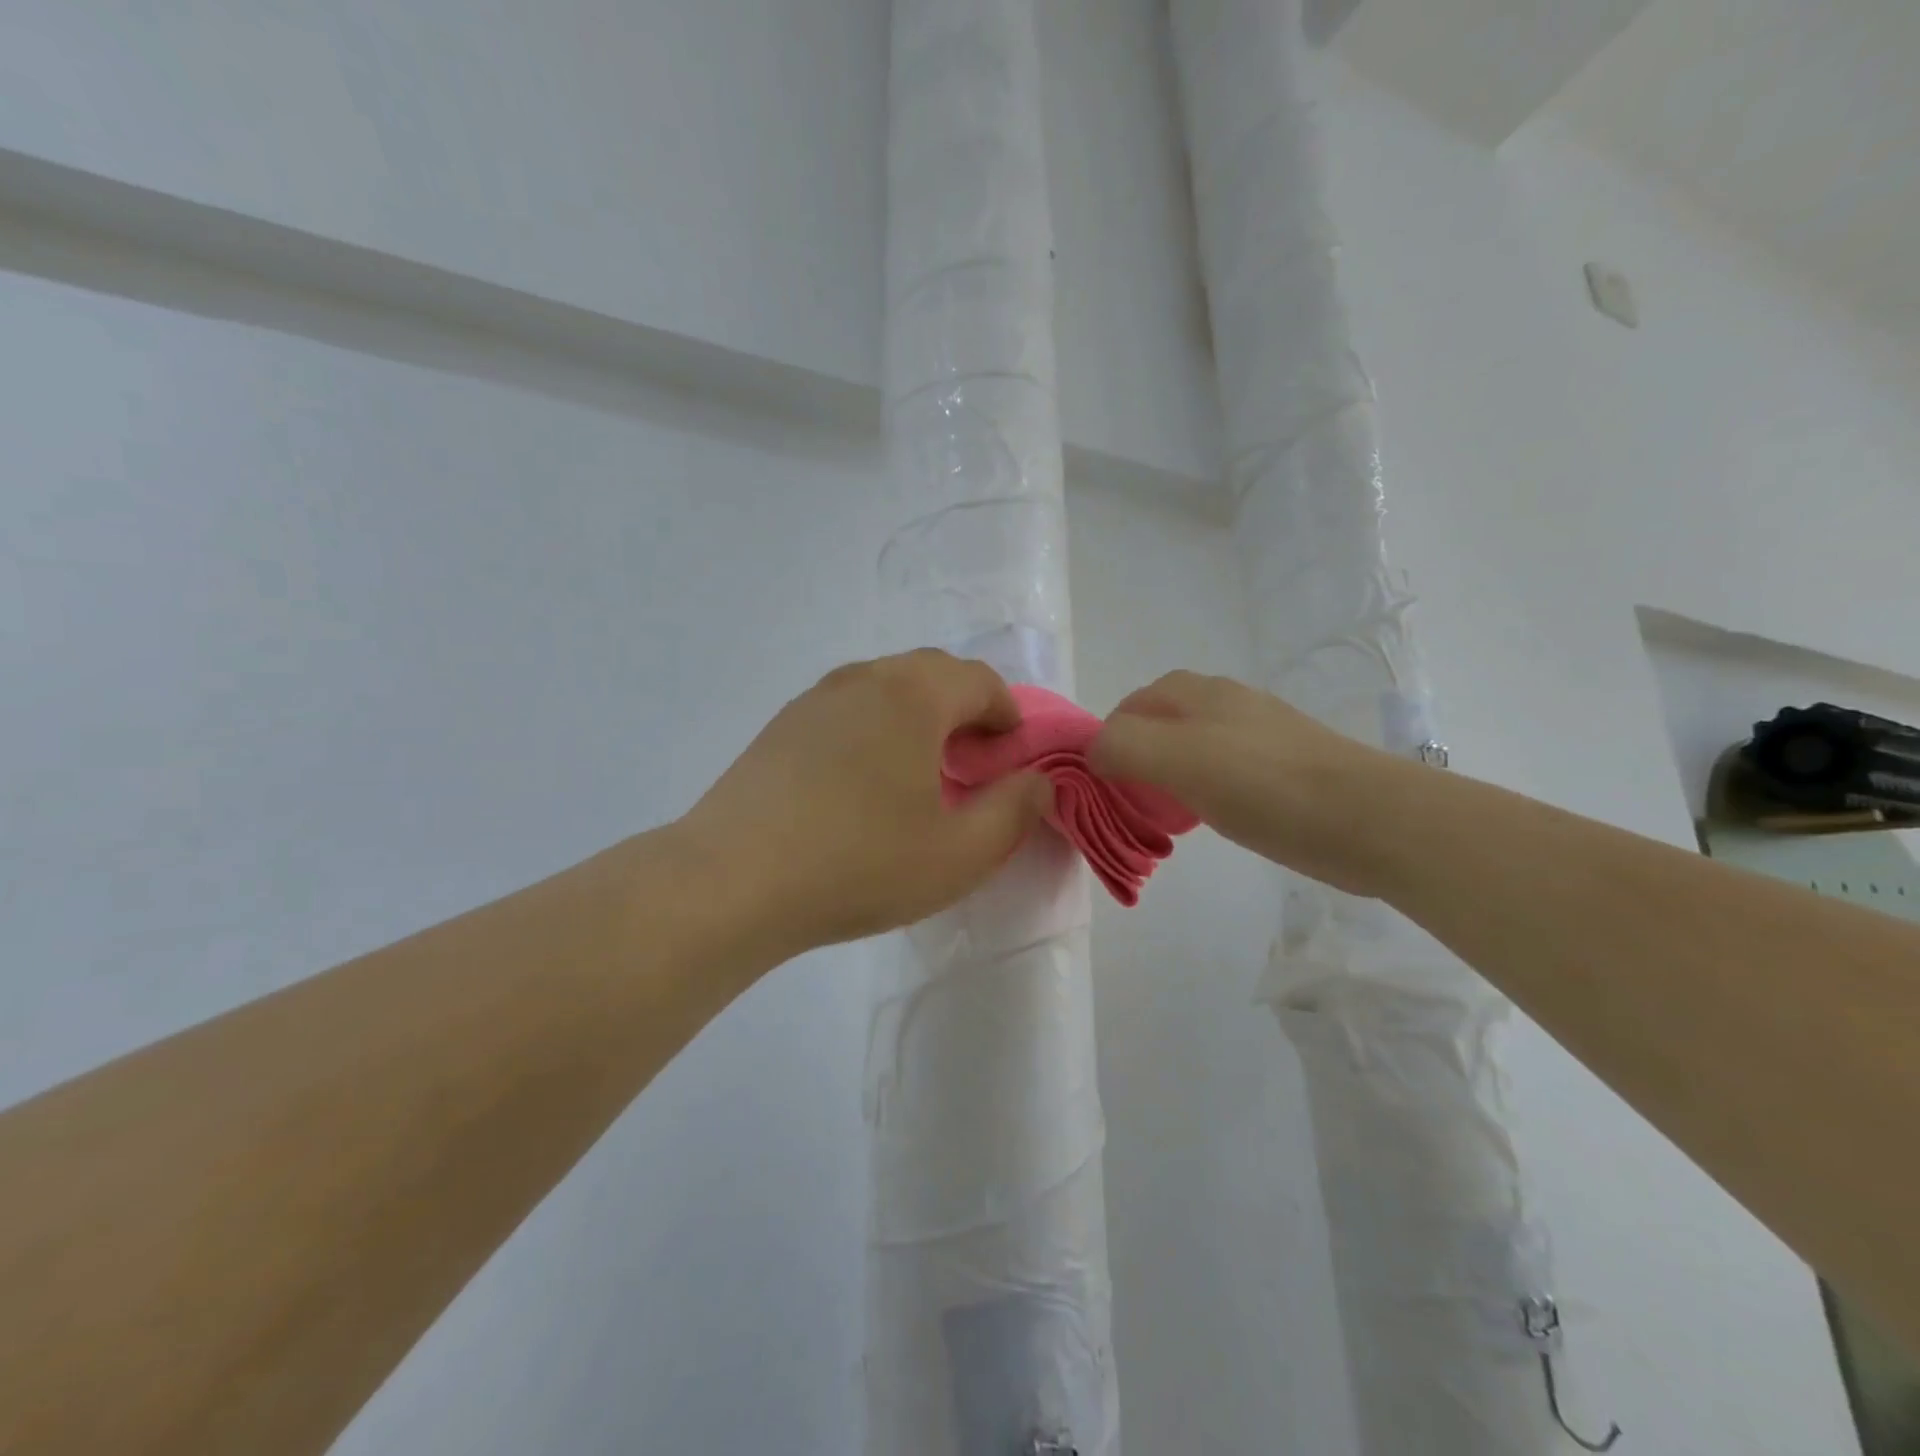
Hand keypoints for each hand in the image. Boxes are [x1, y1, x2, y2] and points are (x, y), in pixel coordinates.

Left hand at [675, 650, 1052, 956]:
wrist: (731, 881)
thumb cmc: (859, 864)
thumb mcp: (959, 854)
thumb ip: (1015, 811)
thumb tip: (1037, 781)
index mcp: (914, 695)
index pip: (979, 680)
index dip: (1007, 714)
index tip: (1010, 756)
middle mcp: (864, 679)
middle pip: (932, 673)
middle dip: (964, 709)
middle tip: (971, 764)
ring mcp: (815, 698)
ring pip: (885, 687)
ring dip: (917, 716)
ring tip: (918, 772)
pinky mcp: (781, 726)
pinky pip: (847, 709)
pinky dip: (874, 728)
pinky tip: (861, 784)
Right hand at [1089, 670, 1400, 895]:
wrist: (1368, 818)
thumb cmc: (1263, 784)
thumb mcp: (1177, 758)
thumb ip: (1122, 746)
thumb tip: (1095, 754)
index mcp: (1196, 692)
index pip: (1128, 706)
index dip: (1107, 742)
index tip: (1104, 787)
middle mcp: (1225, 701)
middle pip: (1160, 722)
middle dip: (1136, 757)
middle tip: (1130, 799)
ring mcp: (1260, 732)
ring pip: (1193, 746)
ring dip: (1169, 775)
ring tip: (1166, 812)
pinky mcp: (1285, 766)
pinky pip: (1225, 770)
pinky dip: (1204, 789)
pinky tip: (1213, 816)